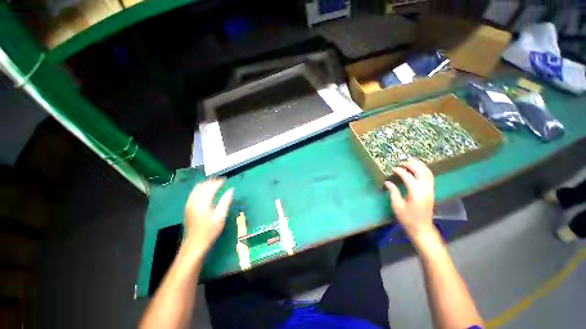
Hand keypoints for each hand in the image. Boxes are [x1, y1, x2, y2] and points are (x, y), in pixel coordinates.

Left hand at [184, 179, 233, 252]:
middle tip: (220, 180)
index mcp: (202, 203)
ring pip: (196, 189)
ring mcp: (189, 205)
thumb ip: (225, 201)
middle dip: (211, 181)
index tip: (225, 179)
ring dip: (205, 184)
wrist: (194, 244)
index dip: (218, 182)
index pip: (210, 188)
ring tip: (214, 183)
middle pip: (202, 186)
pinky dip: (200, 189)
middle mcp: (194, 202)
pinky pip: (193, 193)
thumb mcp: (220, 217)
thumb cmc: (209, 231)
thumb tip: (231, 190)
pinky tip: (204, 190)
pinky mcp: (188, 208)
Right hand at [384, 159, 435, 241]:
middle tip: (401, 163)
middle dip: (411, 165)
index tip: (392, 169)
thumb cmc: (407, 218)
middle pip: (420, 171)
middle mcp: (425, 189)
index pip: (408, 176)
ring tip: (409, 163)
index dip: (399, 171)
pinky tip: (417, 170)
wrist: (421, 228)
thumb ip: (393, 192)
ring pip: (427, 172)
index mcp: (416, 192)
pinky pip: (430, 177)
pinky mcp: (431, 191)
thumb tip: (388, 182)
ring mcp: (430, 190)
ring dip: (419, 166)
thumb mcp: (397, 205)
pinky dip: (424, 170)